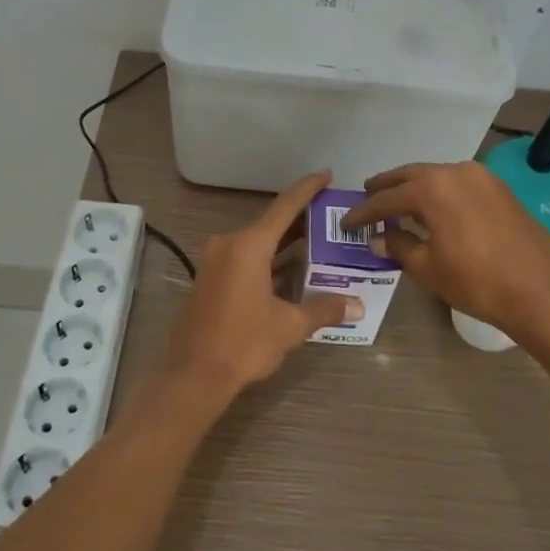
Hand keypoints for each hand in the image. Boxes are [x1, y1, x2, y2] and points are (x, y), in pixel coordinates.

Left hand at [159, 171, 362, 402]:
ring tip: (318, 243)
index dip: (307, 189)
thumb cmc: (243, 344)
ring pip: (257, 242)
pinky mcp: (209, 278)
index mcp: (249, 245)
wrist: (192, 376)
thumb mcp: (290, 326)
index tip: (326, 175)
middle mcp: (229, 244)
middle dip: (301, 221)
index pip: (285, 206)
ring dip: (285, 243)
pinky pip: (244, 258)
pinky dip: (268, 259)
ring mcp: (215, 261)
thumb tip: (357, 305)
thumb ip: (324, 309)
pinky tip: (289, 271)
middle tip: (331, 217)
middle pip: (270, 223)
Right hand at [343, 161, 549, 346]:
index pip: (387, 197)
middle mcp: (455, 172)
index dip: (364, 211)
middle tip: (368, 194)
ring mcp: (482, 177)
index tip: (347, 221)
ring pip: (437, 176)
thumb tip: (380, 238)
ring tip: (398, 201)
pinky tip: (433, 208)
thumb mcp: (428, 268)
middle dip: (387, 187)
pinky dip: (439, 192)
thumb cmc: (476, 281)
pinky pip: (458, 183)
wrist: (541, 290)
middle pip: (411, 175)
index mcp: (432, 187)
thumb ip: (400, 246)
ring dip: (415, 187)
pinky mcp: (500, 189)